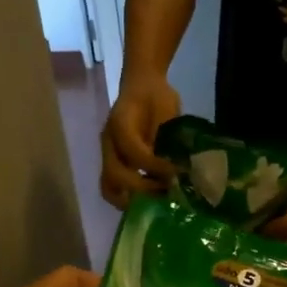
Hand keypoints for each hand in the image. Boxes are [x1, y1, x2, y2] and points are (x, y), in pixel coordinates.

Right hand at [100, 77, 181, 209]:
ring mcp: (108, 155)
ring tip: (157, 202)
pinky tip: (151, 201)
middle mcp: (109, 142)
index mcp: (121, 123)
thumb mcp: (167, 111)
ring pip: (109, 188)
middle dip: (143, 189)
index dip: (156, 167)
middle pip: (115, 176)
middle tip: (166, 192)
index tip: (176, 172)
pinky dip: (132, 200)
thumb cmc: (158, 97)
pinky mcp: (112, 165)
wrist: (142, 85)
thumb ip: (169, 139)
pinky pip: (114, 189)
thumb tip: (177, 171)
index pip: (134, 153)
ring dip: (133, 201)